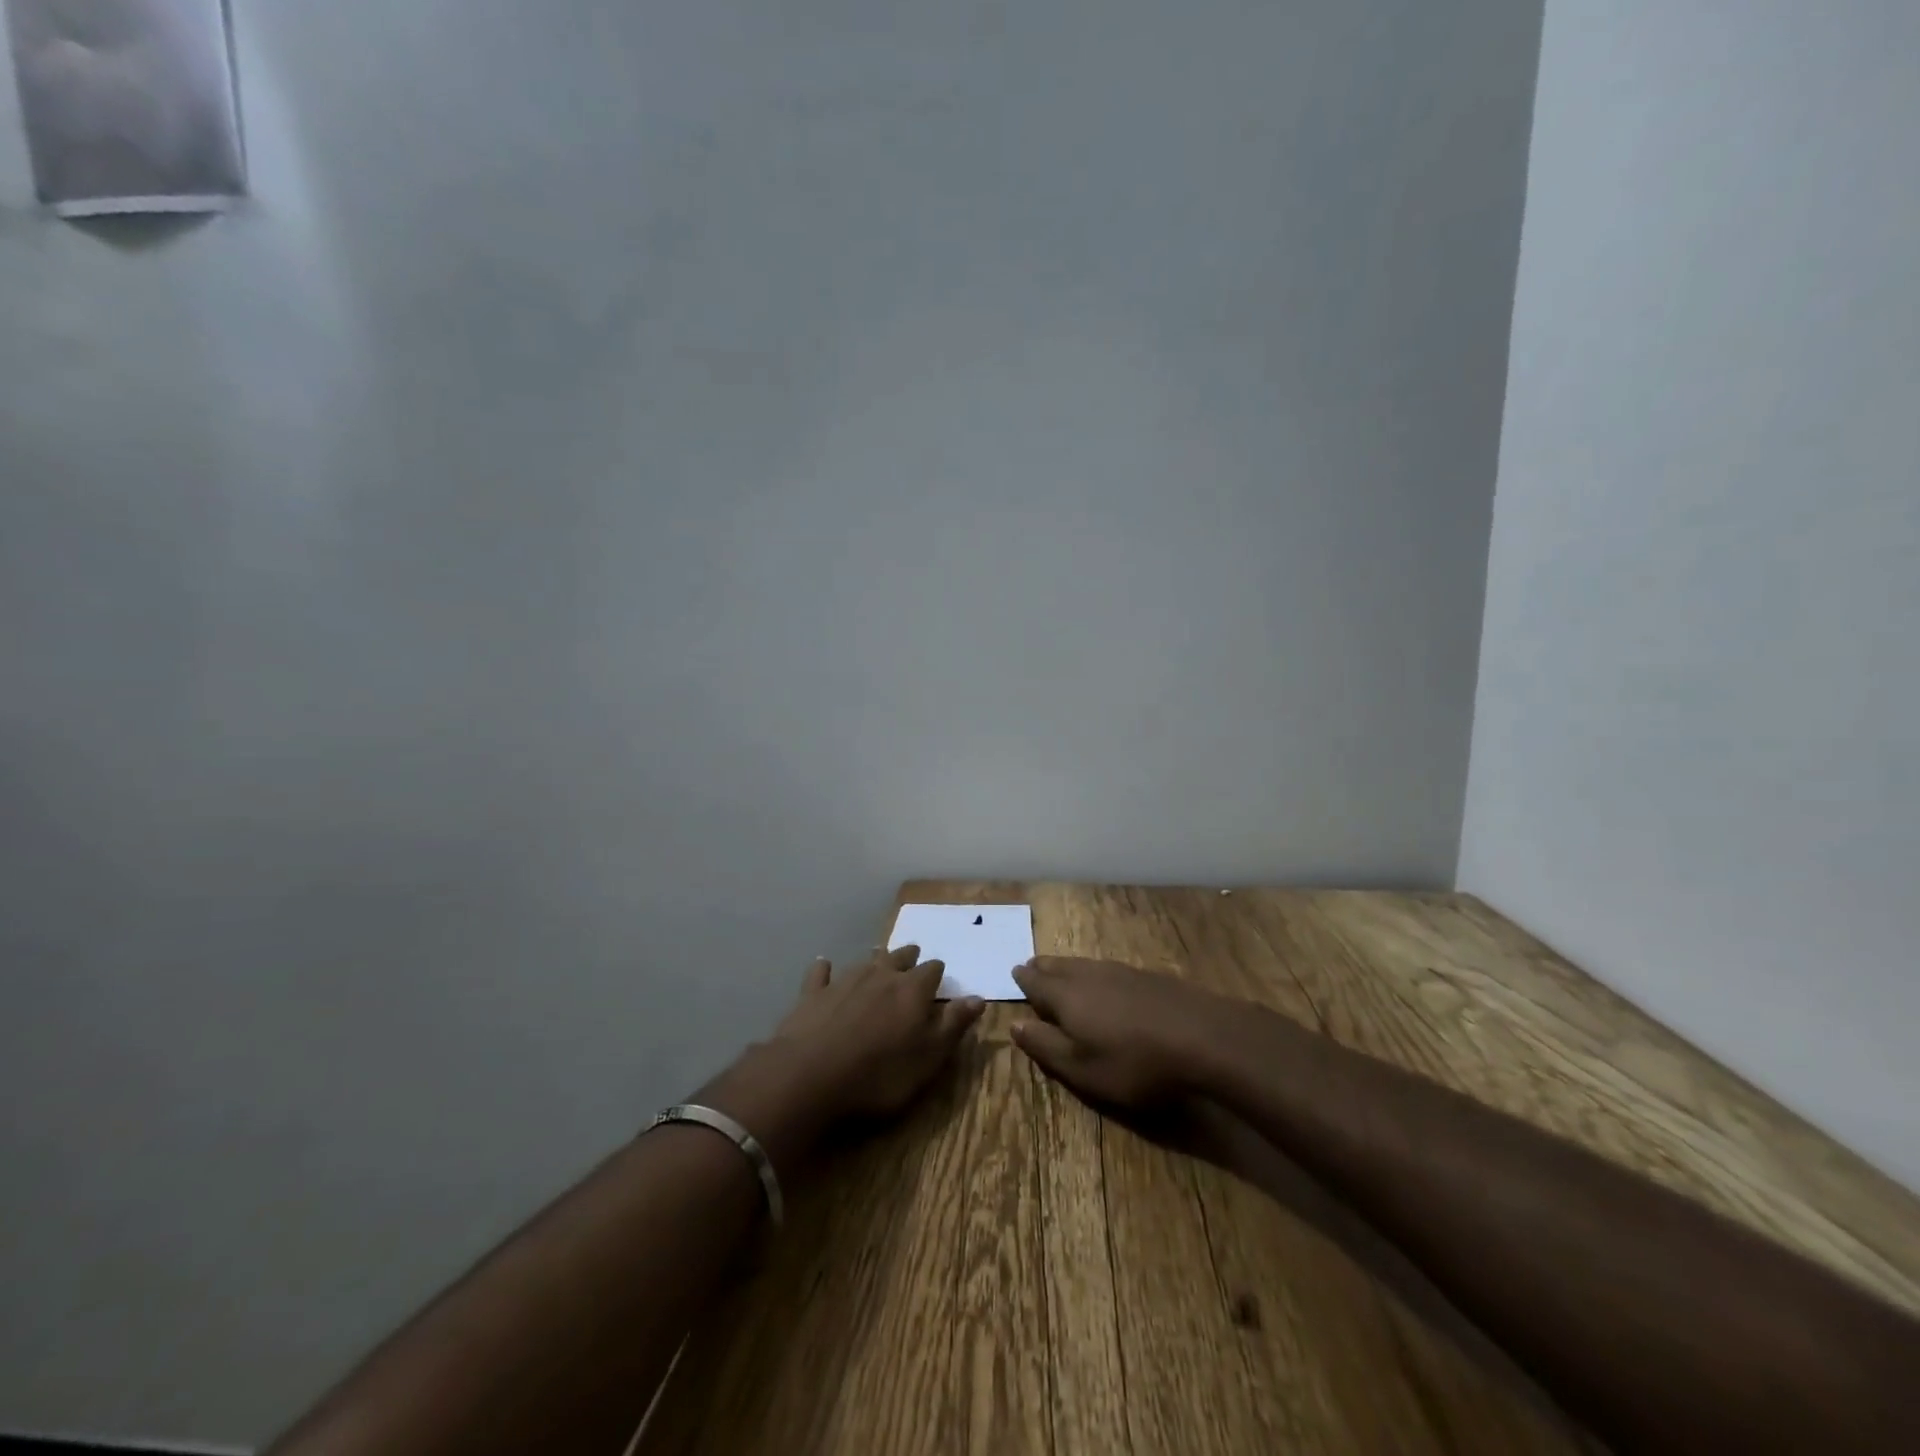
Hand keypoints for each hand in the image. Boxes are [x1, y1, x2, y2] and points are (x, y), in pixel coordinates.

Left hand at [772, 944, 985, 1118]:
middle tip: (913, 957)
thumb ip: (953, 1025)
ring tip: (878, 956)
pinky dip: (825, 968)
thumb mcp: (928, 1057)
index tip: (940, 977)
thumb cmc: (880, 1074)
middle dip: (909, 958)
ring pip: (865, 961)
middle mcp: (881, 975)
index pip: (932, 971)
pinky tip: (824, 964)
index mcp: (912, 990)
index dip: (937, 973)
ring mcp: (844, 980)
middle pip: (899, 958)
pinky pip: (821, 972)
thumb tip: (978, 997)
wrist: (811, 1075)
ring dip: (874, 959)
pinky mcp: (813, 992)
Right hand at [1010, 957, 1223, 1108]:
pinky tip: (1104, 981)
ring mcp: (1121, 971)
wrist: (1203, 1038)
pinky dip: (1095, 972)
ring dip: (1068, 967)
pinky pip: (1108, 968)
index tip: (1014, 973)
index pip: (1036, 982)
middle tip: (1032, 967)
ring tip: (1061, 971)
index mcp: (1066, 996)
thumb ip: (1046, 1046)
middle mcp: (1088, 975)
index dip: (1024, 979)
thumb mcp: (1082, 1069)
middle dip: (1043, 967)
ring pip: (1084, 964)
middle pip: (1059, 966)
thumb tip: (1014, 1024)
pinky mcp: (1147, 976)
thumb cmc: (1134, 1063)